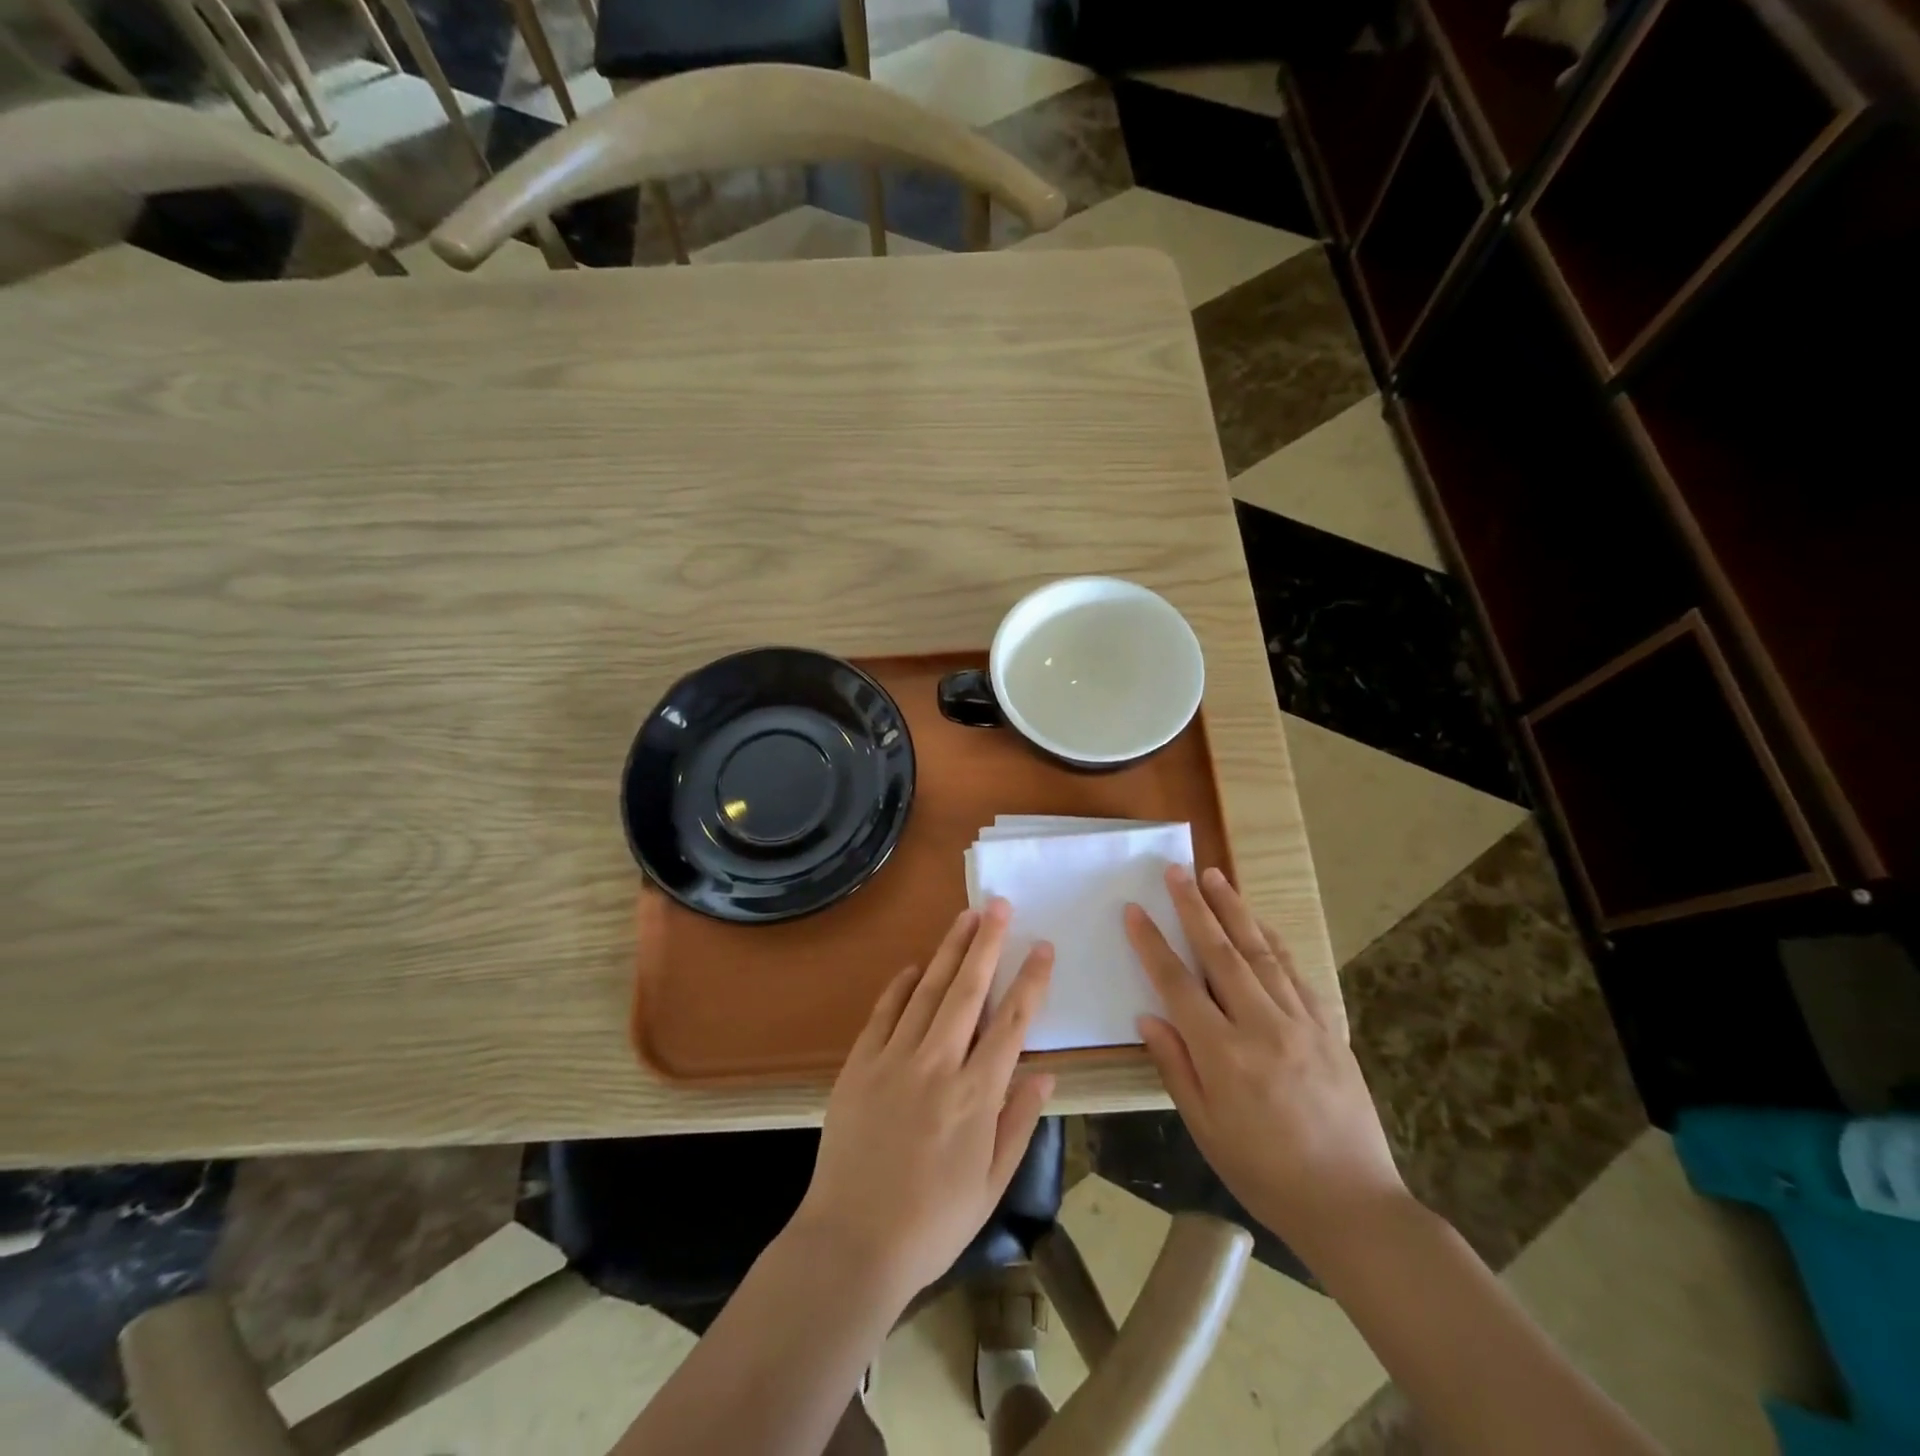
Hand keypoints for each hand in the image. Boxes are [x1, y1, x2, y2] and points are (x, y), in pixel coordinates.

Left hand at [794, 899, 1055, 1303]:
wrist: (851, 1244)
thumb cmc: (932, 1223)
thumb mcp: (991, 1184)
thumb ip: (1019, 1123)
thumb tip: (1045, 1072)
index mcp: (976, 1095)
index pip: (1012, 1023)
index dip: (1030, 981)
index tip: (1043, 947)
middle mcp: (937, 1065)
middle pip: (968, 991)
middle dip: (987, 944)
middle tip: (1000, 905)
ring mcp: (893, 1060)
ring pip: (927, 991)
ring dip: (948, 951)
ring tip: (965, 917)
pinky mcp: (859, 1064)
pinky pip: (884, 1013)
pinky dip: (901, 985)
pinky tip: (915, 966)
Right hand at [1125, 866, 1406, 1260]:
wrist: (1354, 1205)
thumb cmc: (1265, 1174)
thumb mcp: (1205, 1129)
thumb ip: (1175, 1067)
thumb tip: (1148, 1017)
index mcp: (1223, 1055)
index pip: (1177, 983)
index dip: (1152, 943)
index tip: (1135, 909)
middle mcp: (1261, 1026)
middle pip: (1220, 952)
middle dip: (1195, 907)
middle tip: (1176, 870)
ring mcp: (1301, 1022)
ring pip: (1260, 952)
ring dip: (1234, 910)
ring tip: (1214, 876)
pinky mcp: (1328, 1027)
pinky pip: (1295, 972)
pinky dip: (1273, 941)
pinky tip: (1259, 924)